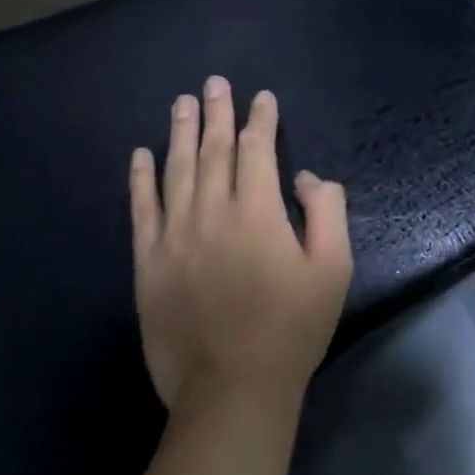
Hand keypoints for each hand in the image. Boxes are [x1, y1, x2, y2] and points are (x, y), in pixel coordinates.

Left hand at [129, 77, 351, 416]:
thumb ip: (326, 212)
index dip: (261, 119)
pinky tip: (141, 155)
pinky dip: (140, 179)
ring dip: (180, 133)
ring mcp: (175, 237)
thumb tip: (303, 178)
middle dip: (218, 113)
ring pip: (176, 170)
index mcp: (257, 212)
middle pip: (214, 150)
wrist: (233, 390)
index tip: (262, 97)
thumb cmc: (291, 328)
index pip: (257, 150)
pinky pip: (141, 210)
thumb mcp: (333, 268)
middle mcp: (212, 213)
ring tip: (182, 103)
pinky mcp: (148, 263)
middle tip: (214, 83)